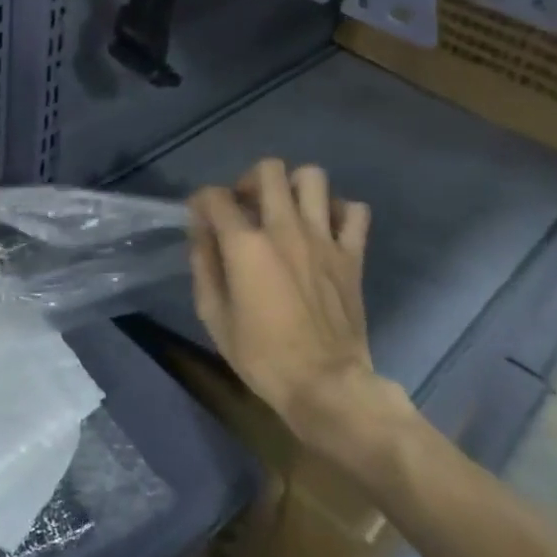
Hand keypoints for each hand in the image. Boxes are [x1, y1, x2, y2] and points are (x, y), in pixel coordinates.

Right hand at [188, 158, 404, 457]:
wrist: (327, 386)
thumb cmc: (262, 356)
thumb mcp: (213, 315)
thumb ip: (204, 265)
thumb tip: (201, 232)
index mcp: (246, 244)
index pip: (215, 196)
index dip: (201, 201)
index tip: (200, 218)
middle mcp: (285, 229)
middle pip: (269, 170)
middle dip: (248, 181)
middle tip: (245, 208)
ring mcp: (324, 238)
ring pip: (312, 177)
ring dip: (293, 187)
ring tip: (284, 211)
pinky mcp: (352, 255)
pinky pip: (355, 211)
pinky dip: (338, 211)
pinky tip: (324, 228)